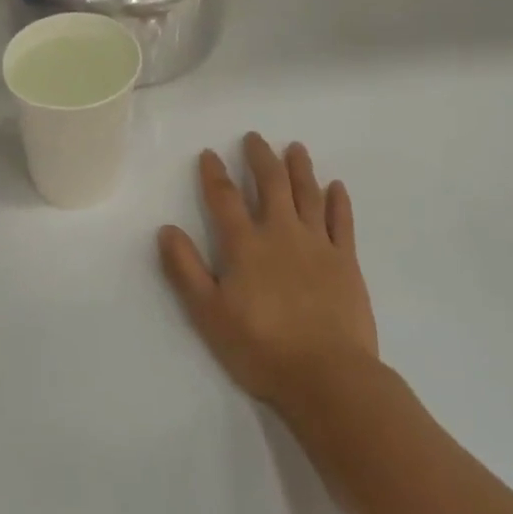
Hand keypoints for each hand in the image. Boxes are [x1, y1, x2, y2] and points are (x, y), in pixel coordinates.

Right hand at [158, 134, 377, 409]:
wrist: (328, 375)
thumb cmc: (261, 348)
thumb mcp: (209, 314)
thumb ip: (186, 270)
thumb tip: (166, 229)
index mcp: (245, 245)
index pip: (224, 198)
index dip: (214, 173)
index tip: (209, 153)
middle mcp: (281, 233)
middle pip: (271, 184)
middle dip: (260, 157)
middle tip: (255, 138)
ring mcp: (317, 244)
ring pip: (308, 194)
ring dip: (300, 168)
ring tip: (295, 148)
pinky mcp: (346, 261)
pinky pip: (342, 221)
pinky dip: (338, 200)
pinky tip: (336, 186)